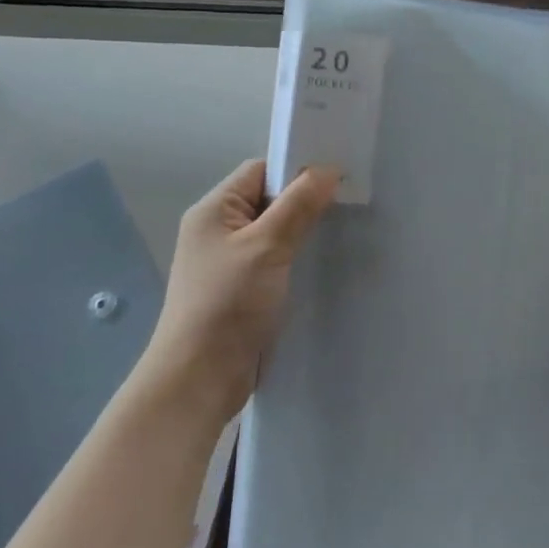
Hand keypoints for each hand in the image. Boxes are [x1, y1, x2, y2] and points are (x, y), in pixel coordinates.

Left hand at [143, 159, 339, 428]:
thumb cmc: (228, 304)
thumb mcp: (267, 246)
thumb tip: (327, 169)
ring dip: (303, 233)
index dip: (296, 170)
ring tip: (343, 231)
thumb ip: (298, 205)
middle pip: (268, 201)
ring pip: (274, 233)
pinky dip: (296, 259)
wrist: (200, 378)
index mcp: (214, 210)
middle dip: (305, 202)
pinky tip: (323, 265)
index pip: (260, 172)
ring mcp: (229, 262)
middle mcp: (218, 230)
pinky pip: (274, 261)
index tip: (337, 177)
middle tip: (348, 204)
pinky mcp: (241, 291)